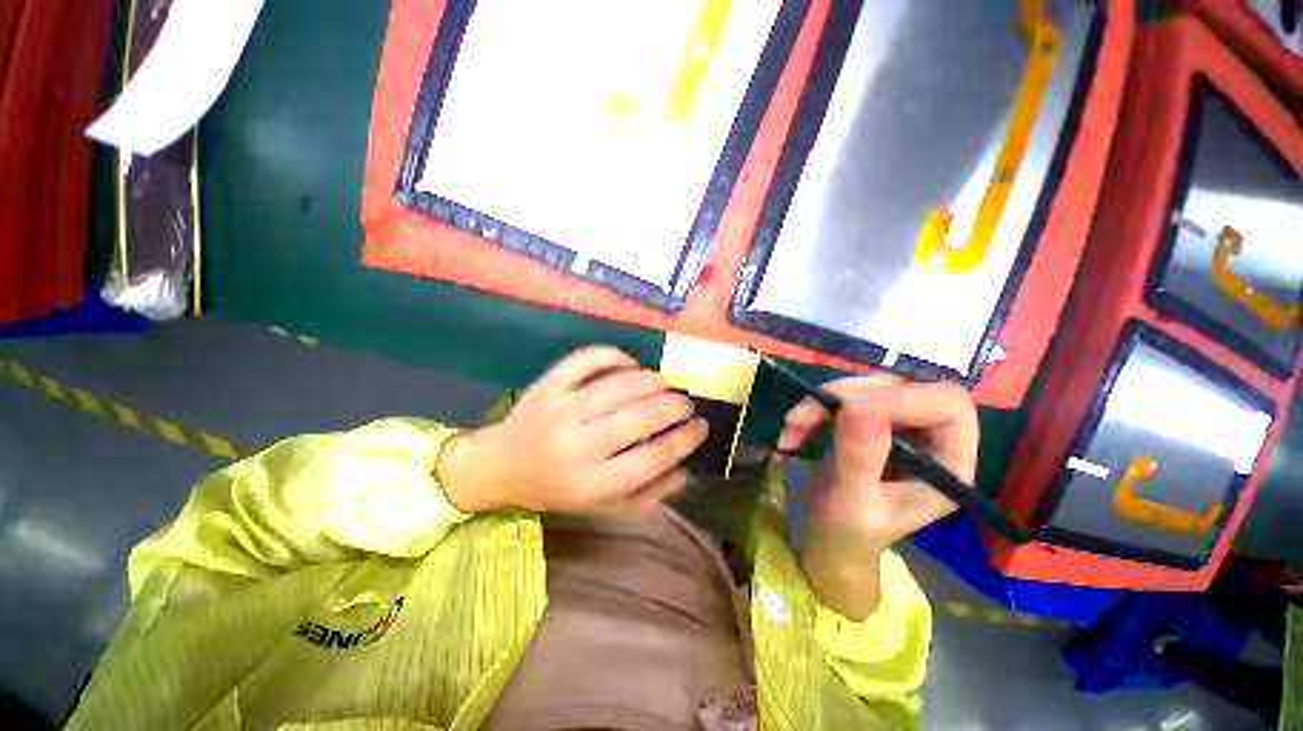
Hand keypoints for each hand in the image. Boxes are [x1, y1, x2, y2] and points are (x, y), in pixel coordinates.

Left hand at [438, 346, 708, 514]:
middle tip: (684, 403)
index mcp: (593, 481)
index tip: (702, 426)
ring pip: (622, 385)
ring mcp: (562, 408)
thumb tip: (686, 469)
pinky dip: (618, 355)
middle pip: (642, 416)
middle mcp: (578, 444)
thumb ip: (648, 494)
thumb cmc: (559, 488)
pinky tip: (631, 365)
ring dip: (654, 380)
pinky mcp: (549, 383)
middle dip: (675, 405)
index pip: (654, 457)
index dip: (686, 438)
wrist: (503, 466)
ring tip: (663, 385)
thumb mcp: (603, 505)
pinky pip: (590, 358)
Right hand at [778, 376, 978, 618]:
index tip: (844, 410)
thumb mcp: (852, 504)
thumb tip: (858, 405)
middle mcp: (932, 440)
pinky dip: (814, 407)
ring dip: (824, 400)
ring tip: (792, 425)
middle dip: (849, 395)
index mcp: (949, 466)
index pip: (946, 406)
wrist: (827, 543)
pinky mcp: (870, 422)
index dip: (900, 398)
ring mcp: (900, 429)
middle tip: (806, 415)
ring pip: (868, 387)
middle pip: (903, 388)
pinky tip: (793, 428)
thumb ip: (859, 458)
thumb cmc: (847, 537)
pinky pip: (844, 397)